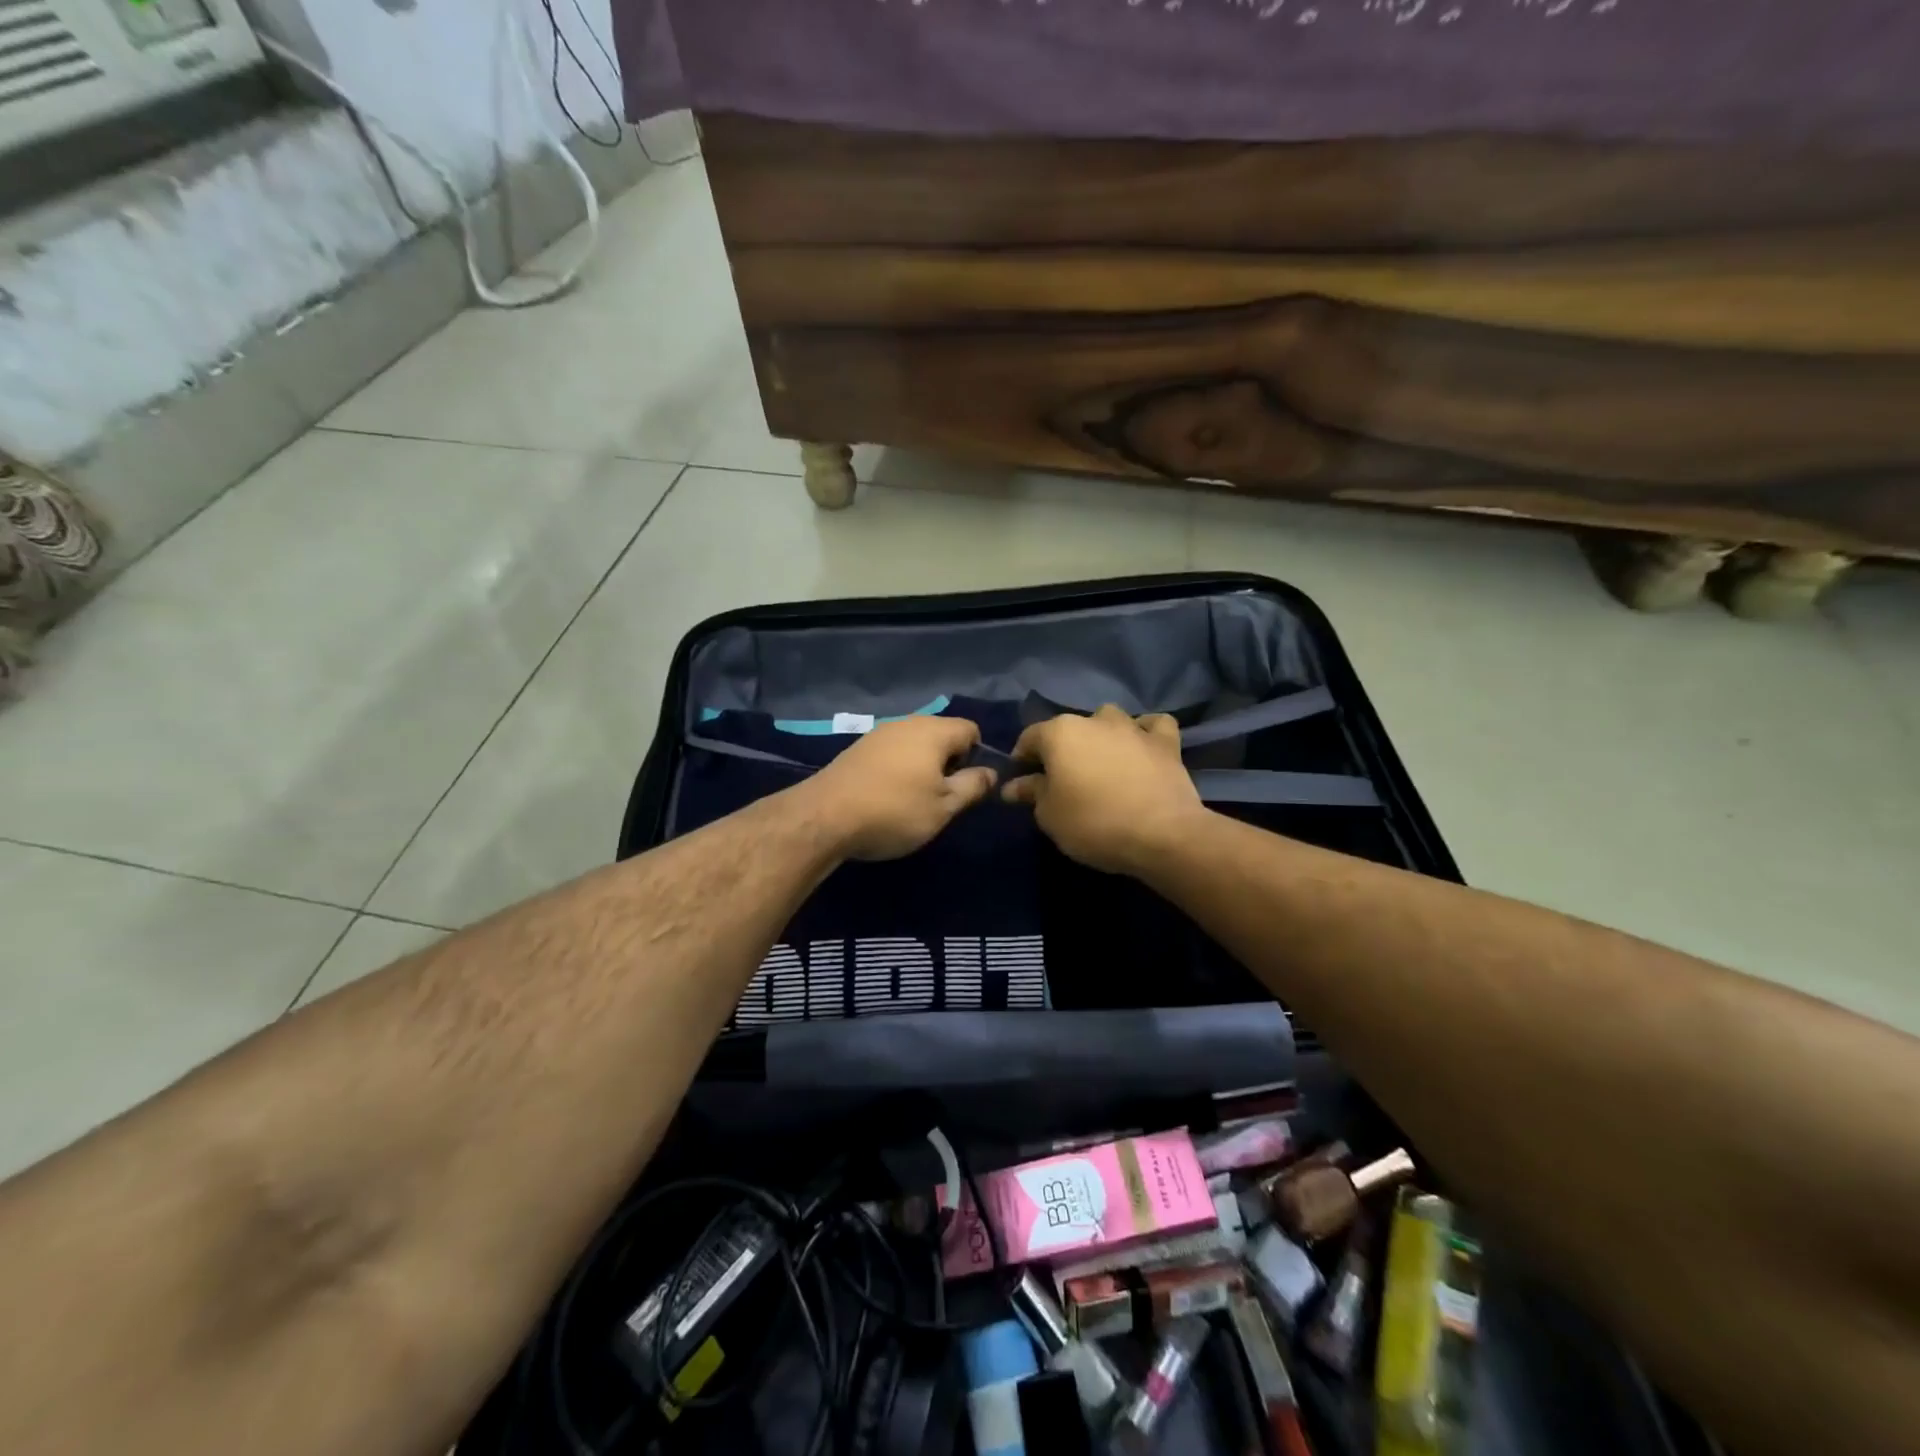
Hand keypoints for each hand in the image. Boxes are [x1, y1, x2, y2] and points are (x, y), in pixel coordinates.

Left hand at [801, 716, 997, 860]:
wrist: (824, 817)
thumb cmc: (894, 810)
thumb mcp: (943, 806)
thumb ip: (972, 786)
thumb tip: (990, 772)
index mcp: (933, 731)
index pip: (971, 729)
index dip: (978, 756)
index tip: (968, 786)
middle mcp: (907, 723)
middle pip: (942, 734)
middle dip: (949, 762)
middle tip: (943, 797)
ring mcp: (879, 734)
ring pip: (915, 744)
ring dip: (922, 767)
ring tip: (915, 800)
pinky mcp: (857, 749)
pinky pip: (892, 753)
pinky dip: (898, 769)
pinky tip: (888, 796)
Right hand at [1002, 705, 1206, 873]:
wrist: (1161, 834)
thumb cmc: (1093, 823)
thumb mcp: (1049, 815)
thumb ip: (1032, 793)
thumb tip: (1014, 785)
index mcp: (1060, 733)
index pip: (1029, 738)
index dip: (1021, 759)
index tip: (1022, 782)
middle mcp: (1094, 720)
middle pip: (1069, 729)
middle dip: (1062, 750)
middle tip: (1062, 779)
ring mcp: (1132, 727)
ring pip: (1109, 720)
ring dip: (1101, 735)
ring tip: (1102, 762)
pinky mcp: (1166, 742)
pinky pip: (1153, 725)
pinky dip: (1145, 732)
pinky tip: (1141, 747)